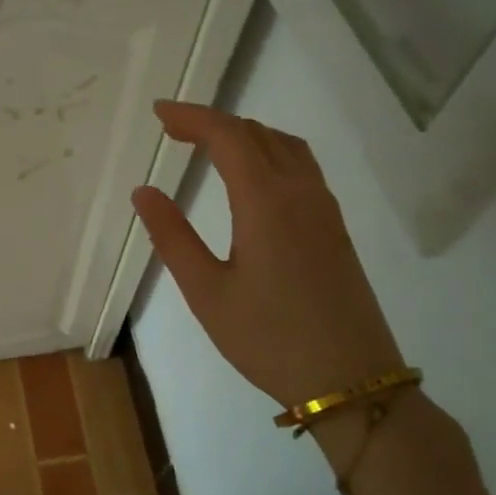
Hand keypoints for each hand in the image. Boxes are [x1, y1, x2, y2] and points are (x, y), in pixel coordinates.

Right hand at [131, 101, 401, 409]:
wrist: (351, 382)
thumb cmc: (269, 339)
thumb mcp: (206, 292)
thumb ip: (173, 237)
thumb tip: (144, 191)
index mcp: (266, 202)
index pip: (228, 136)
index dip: (192, 117)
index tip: (159, 112)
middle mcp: (300, 193)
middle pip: (257, 133)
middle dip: (212, 122)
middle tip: (172, 130)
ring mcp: (324, 209)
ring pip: (284, 146)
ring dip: (244, 135)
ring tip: (208, 146)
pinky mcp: (335, 228)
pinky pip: (301, 166)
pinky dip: (268, 152)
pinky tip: (252, 176)